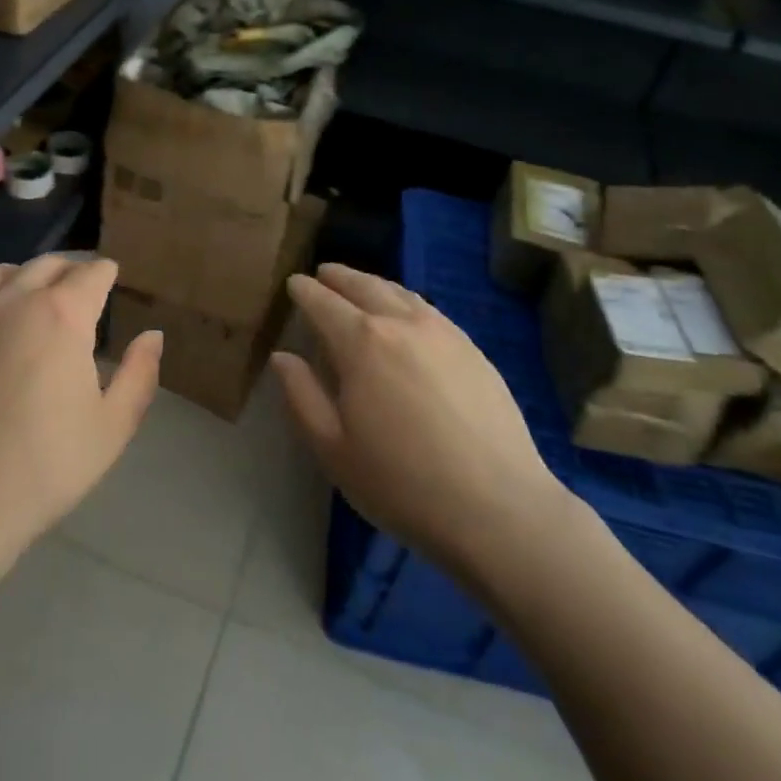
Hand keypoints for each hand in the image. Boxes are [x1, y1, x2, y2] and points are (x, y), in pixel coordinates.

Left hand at [0, 255, 160, 566]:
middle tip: (78, 289)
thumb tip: (152, 334)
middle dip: (69, 270)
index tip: (111, 280)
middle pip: (48, 264)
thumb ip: (139, 374)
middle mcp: (16, 299)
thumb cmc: (45, 466)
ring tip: (29, 296)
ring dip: (22, 275)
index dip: (106, 274)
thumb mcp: (112, 427)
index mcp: (64, 315)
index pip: (92, 273)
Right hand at [272, 263, 568, 579]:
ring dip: (373, 283)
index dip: (304, 290)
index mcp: (360, 342)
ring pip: (400, 292)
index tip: (293, 283)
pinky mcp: (473, 349)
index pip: (323, 302)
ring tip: (360, 286)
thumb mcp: (332, 447)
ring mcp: (443, 332)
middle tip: (323, 273)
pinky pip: (429, 310)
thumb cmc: (401, 482)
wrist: (497, 507)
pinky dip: (406, 300)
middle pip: (363, 286)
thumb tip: (283, 356)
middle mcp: (401, 322)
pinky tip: (406, 314)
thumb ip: (301, 395)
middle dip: (338, 277)